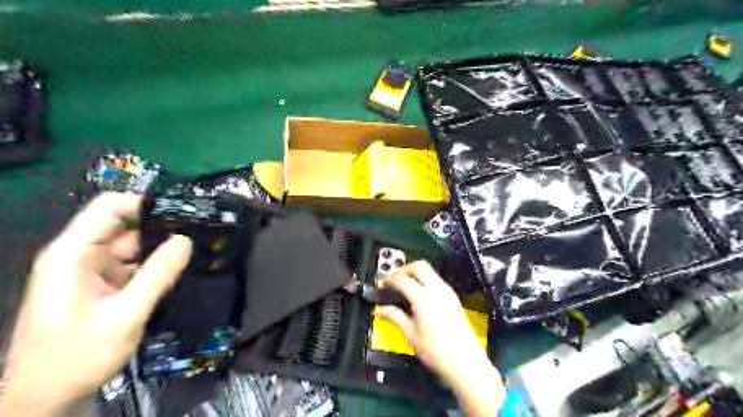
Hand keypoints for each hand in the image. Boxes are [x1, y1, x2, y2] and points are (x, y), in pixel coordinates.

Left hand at [0, 194, 190, 415]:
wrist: (44, 401)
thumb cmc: (76, 356)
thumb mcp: (124, 315)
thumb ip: (157, 275)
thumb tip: (186, 240)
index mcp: (72, 254)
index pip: (109, 208)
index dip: (145, 204)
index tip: (183, 213)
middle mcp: (79, 256)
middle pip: (124, 226)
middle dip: (160, 229)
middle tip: (199, 235)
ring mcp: (90, 272)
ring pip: (132, 248)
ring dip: (160, 250)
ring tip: (195, 252)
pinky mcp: (100, 287)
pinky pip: (132, 267)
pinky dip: (153, 268)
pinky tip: (177, 273)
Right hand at [379, 260, 504, 416]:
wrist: (465, 362)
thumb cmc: (437, 351)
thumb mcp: (411, 334)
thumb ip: (395, 317)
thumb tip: (382, 310)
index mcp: (423, 297)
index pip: (402, 279)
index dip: (389, 279)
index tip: (382, 284)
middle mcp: (436, 289)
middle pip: (418, 266)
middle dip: (404, 269)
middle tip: (394, 279)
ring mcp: (447, 292)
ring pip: (429, 271)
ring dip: (415, 273)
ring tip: (405, 285)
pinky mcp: (453, 298)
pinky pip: (437, 280)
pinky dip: (425, 280)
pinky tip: (419, 294)